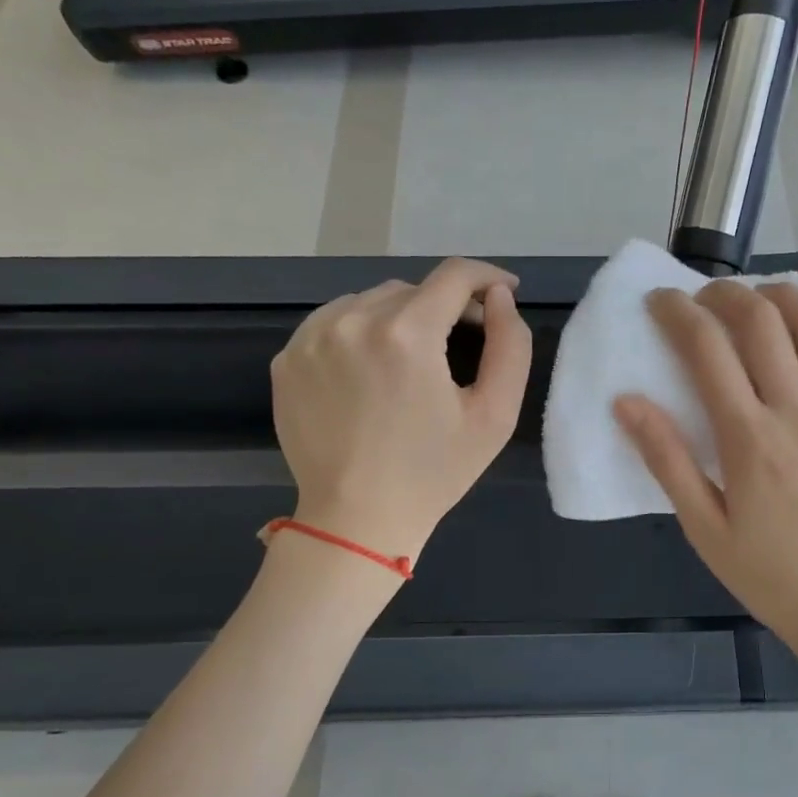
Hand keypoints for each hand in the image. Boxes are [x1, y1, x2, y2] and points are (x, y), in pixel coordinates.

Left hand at [271, 259, 531, 559]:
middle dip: (445, 307)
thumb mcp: (495, 415)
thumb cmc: (435, 472)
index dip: (487, 277)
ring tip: (413, 358)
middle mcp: (352, 321)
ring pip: (370, 302)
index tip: (504, 292)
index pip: (454, 276)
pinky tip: (371, 369)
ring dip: (400, 317)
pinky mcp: (286, 359)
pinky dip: (359, 332)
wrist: (357, 521)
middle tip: (463, 341)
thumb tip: (500, 299)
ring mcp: (311, 339)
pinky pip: (333, 323)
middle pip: (413, 289)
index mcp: (407, 334)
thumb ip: (511, 346)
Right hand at [614, 282, 797, 682]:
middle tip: (703, 297)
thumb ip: (666, 460)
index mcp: (749, 440)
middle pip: (762, 323)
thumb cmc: (772, 577)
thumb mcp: (705, 529)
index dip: (678, 313)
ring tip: (758, 298)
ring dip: (782, 297)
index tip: (661, 300)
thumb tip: (626, 401)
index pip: (707, 350)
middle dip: (725, 295)